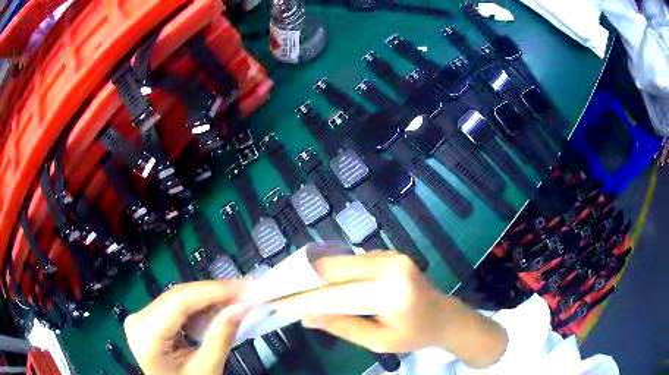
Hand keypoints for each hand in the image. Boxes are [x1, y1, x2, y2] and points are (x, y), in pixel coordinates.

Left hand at [124, 280, 249, 374]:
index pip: (179, 301)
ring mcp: (140, 317)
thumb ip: (221, 337)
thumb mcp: (206, 369)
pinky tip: (217, 308)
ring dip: (208, 298)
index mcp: (146, 335)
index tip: (245, 287)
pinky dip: (199, 307)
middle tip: (246, 291)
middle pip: (178, 297)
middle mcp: (137, 319)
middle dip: (214, 293)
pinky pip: (175, 307)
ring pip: (178, 298)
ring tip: (237, 297)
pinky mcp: (147, 319)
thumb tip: (243, 306)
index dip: (213, 290)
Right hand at [269, 251, 507, 367]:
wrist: (445, 315)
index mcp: (391, 290)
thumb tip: (305, 315)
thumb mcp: (378, 342)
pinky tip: (312, 281)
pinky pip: (348, 261)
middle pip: (332, 268)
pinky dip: (327, 272)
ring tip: (287, 286)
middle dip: (299, 279)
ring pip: (337, 261)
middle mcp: (389, 264)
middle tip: (273, 289)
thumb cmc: (415, 334)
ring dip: (310, 274)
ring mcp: (389, 254)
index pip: (334, 294)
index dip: (301, 298)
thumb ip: (342, 326)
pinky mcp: (386, 253)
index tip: (274, 302)